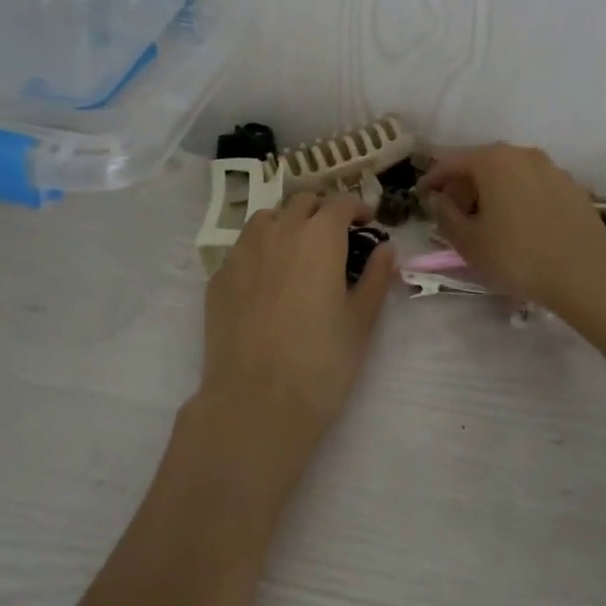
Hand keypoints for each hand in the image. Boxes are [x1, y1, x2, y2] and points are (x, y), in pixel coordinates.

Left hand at [196, 193, 396, 463]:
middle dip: (322, 212)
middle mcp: (278, 231)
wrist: (255, 402)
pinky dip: (260, 251)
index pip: (341, 203)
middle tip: (335, 237)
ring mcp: (242, 251)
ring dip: (287, 223)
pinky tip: (266, 280)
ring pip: (267, 218)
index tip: (368, 223)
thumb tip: (386, 248)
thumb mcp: (361, 320)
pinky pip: (242, 249)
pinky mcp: (219, 277)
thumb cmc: (321, 362)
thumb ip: (376, 276)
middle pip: (302, 203)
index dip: (358, 209)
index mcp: (319, 236)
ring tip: (297, 251)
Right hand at [419, 143, 605, 316]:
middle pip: (481, 163)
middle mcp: (522, 154)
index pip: (450, 162)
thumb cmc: (517, 256)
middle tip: (452, 212)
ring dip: (491, 191)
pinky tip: (516, 225)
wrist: (587, 274)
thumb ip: (445, 215)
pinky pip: (532, 185)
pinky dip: (516, 197)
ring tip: (484, 220)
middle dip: (463, 185)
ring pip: (509, 173)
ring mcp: (551, 168)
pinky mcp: (571, 186)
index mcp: (492, 160)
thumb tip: (438, 198)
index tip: (421, 196)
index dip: (432, 179)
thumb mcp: (468, 242)